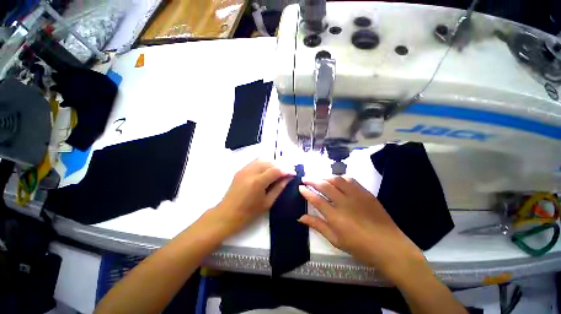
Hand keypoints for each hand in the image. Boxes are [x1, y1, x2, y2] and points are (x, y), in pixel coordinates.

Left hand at [213, 160, 292, 235]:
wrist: (227, 214)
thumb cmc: (248, 213)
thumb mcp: (267, 202)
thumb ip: (279, 188)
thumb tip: (288, 178)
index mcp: (258, 182)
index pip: (276, 170)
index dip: (287, 170)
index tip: (293, 173)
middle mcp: (251, 172)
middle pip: (270, 162)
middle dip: (281, 165)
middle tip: (287, 172)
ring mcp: (244, 169)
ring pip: (263, 160)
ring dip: (273, 164)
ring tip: (278, 171)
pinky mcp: (240, 170)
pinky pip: (255, 162)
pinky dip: (264, 164)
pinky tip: (267, 171)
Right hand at [298, 177, 425, 280]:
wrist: (389, 246)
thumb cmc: (360, 247)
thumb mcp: (335, 240)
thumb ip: (317, 226)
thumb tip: (300, 217)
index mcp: (336, 217)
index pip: (316, 199)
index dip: (306, 192)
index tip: (300, 187)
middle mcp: (344, 203)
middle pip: (324, 186)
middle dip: (312, 180)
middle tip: (305, 178)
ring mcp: (356, 196)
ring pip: (336, 179)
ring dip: (325, 176)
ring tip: (319, 177)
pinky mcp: (365, 193)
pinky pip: (350, 180)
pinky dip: (340, 177)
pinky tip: (336, 179)